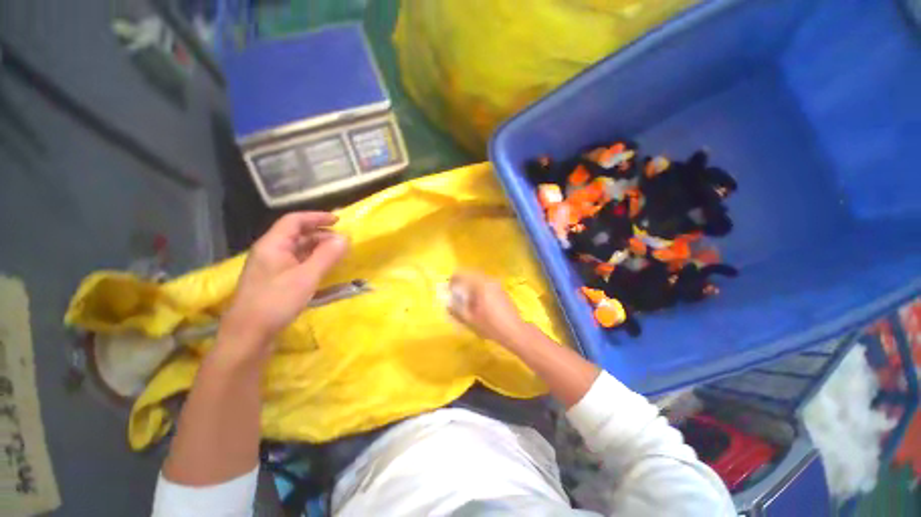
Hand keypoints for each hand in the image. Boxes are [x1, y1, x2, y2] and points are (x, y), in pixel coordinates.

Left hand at [219, 212, 348, 353]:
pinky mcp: (275, 280)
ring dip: (318, 248)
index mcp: (273, 245)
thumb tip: (345, 237)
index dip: (317, 217)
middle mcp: (271, 251)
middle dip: (321, 234)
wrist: (248, 335)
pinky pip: (297, 262)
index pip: (294, 220)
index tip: (339, 220)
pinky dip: (313, 260)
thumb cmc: (275, 302)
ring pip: (298, 249)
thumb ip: (327, 256)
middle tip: (343, 241)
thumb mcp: (306, 277)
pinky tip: (324, 268)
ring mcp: (272, 267)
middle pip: (297, 234)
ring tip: (338, 253)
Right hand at [448, 272, 526, 343]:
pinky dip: (479, 287)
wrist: (514, 331)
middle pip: (471, 274)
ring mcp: (497, 284)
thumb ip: (457, 309)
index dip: (453, 279)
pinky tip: (478, 300)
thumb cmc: (491, 325)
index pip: (463, 275)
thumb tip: (448, 303)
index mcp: (480, 285)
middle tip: (455, 290)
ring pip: (479, 279)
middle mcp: (489, 280)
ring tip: (465, 296)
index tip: (448, 287)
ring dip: (470, 284)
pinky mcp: (501, 290)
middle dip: (462, 281)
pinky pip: (486, 283)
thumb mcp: (470, 320)